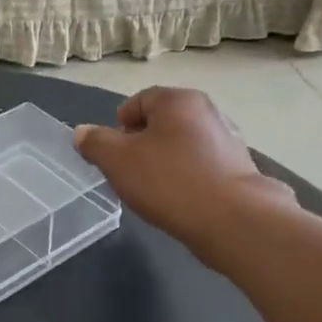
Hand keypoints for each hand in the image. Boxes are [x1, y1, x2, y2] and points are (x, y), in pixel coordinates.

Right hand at [74, 88, 296, 267]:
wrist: (233, 220)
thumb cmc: (168, 181)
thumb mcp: (117, 160)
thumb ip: (95, 143)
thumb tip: (82, 132)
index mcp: (178, 100)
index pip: (139, 101)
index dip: (119, 125)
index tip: (113, 152)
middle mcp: (208, 112)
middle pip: (162, 122)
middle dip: (142, 144)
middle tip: (128, 171)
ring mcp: (228, 141)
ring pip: (182, 145)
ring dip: (164, 161)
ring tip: (152, 189)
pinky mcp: (239, 170)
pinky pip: (201, 166)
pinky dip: (186, 178)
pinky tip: (179, 200)